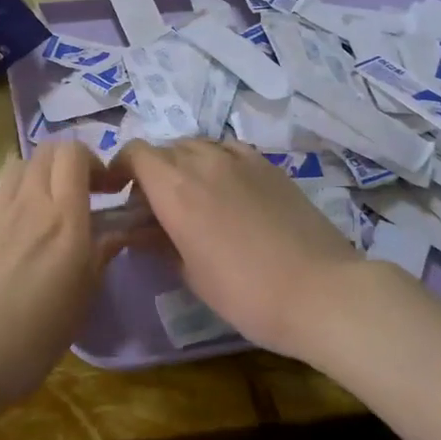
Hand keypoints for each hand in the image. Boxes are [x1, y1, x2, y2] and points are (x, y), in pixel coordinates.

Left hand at [0, 141, 115, 421]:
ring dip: (35, 176)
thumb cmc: (26, 343)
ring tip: (40, 208)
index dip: (93, 161)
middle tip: (77, 195)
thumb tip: (117, 232)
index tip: (106, 190)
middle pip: (46, 152)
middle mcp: (28, 203)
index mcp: (64, 220)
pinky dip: (3, 192)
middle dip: (67, 163)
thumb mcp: (77, 307)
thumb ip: (98, 259)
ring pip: (17, 166)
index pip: (75, 154)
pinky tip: (3, 219)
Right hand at [115, 140, 384, 359]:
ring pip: (197, 145)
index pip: (135, 154)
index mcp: (175, 188)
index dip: (121, 168)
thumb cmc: (246, 293)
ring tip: (193, 197)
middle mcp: (203, 161)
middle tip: (156, 207)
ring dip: (184, 164)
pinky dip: (216, 162)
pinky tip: (227, 190)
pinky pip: (228, 150)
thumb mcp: (191, 274)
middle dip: (152, 171)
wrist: (320, 291)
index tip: (120, 193)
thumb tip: (141, 232)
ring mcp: (240, 159)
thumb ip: (159, 243)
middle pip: (164, 149)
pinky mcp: (268, 165)